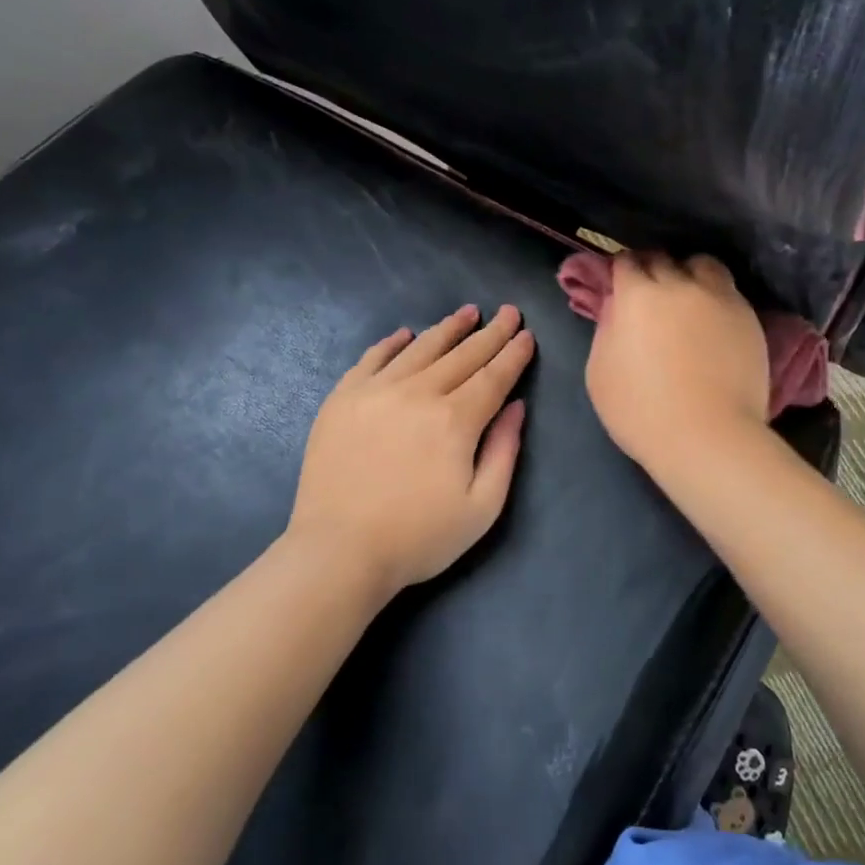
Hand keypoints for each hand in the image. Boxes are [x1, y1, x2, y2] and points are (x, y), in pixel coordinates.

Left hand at [288, 304, 533, 597]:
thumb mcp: (482, 508)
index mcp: (455, 420)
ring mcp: (376, 391)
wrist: (338, 552)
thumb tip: (516, 406)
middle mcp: (418, 393)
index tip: (527, 334)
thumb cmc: (418, 537)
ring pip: (420, 348)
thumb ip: (505, 451)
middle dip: (490, 333)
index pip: (493, 376)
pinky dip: (392, 343)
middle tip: (508, 312)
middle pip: (462, 355)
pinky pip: (372, 359)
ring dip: (447, 328)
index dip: (513, 354)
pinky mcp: (342, 399)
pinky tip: (405, 334)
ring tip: (467, 312)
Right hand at [584, 254, 769, 476]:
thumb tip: (616, 306)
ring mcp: (718, 297)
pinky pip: (728, 291)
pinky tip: (713, 318)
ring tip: (689, 295)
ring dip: (690, 273)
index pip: (626, 262)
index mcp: (637, 295)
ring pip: (702, 265)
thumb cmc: (641, 411)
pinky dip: (716, 296)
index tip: (621, 285)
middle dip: (652, 269)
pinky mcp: (747, 316)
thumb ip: (606, 329)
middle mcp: (678, 284)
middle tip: (650, 292)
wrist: (706, 436)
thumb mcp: (599, 373)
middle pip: (663, 259)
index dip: (622, 271)